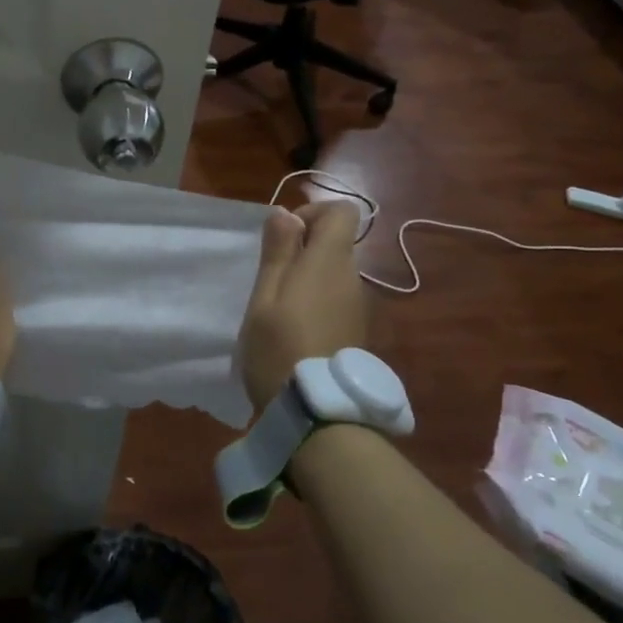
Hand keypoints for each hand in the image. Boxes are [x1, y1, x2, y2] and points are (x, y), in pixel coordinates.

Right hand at [238, 201, 367, 412]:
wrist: (316, 411)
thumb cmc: (279, 346)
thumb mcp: (265, 295)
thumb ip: (278, 251)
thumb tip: (286, 213)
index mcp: (330, 261)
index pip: (342, 212)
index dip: (312, 213)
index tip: (284, 237)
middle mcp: (352, 277)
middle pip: (336, 243)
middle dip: (303, 249)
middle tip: (269, 279)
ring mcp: (358, 306)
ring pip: (335, 274)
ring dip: (308, 279)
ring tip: (278, 310)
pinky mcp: (356, 331)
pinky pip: (337, 299)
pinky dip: (317, 303)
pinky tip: (295, 331)